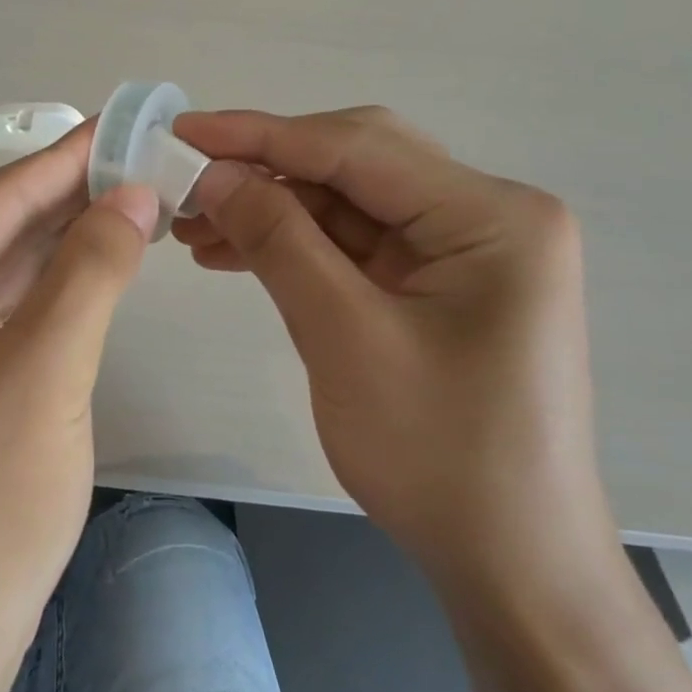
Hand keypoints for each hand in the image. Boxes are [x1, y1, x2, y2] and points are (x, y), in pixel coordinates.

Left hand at [0, 125, 157, 672]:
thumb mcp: (46, 372)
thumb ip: (90, 270)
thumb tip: (132, 193)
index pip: (0, 196)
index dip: (72, 157)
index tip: (132, 122)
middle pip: (0, 225)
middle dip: (75, 196)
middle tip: (151, 159)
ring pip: (5, 266)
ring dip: (69, 238)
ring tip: (141, 199)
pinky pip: (4, 308)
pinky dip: (53, 286)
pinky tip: (100, 262)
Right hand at [172, 107, 608, 584]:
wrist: (509, 561)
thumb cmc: (439, 453)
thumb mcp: (344, 337)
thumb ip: (280, 241)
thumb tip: (215, 175)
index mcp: (491, 216)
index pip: (357, 148)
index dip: (260, 135)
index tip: (182, 130)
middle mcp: (488, 216)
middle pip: (356, 165)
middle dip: (265, 171)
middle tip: (185, 182)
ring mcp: (465, 251)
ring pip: (348, 204)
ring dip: (272, 210)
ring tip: (195, 227)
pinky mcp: (440, 285)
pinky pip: (356, 245)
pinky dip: (296, 245)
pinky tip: (236, 252)